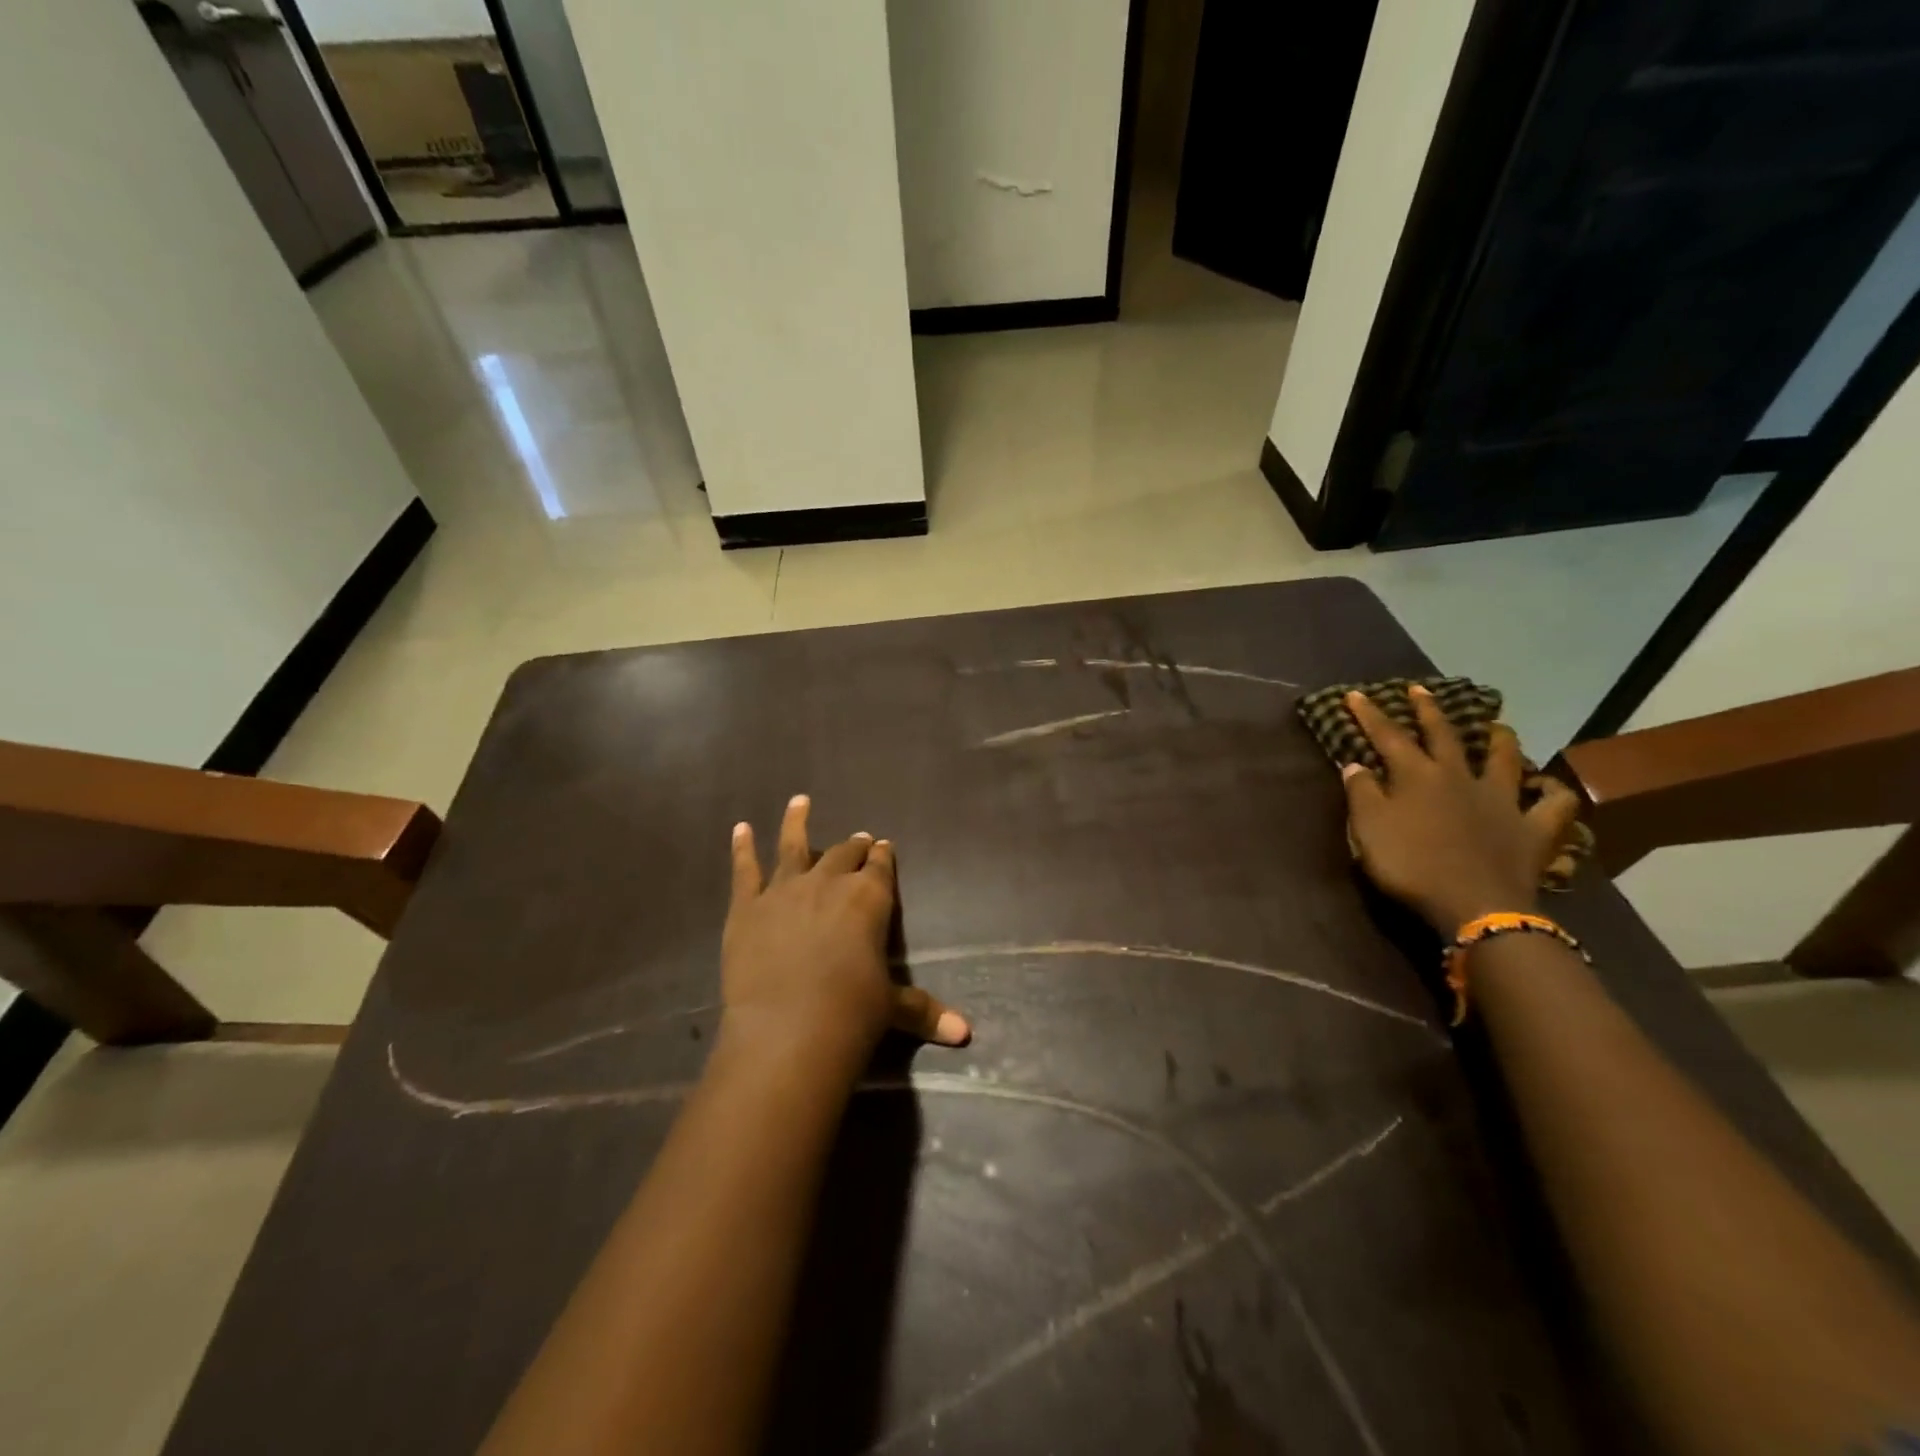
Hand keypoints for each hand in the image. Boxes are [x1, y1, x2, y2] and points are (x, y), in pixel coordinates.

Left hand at [721, 795, 969, 1065]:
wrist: (787, 1032)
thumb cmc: (852, 1015)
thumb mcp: (892, 1009)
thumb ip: (924, 1010)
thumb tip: (965, 1032)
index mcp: (869, 898)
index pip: (880, 867)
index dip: (882, 856)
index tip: (883, 846)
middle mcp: (829, 882)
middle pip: (843, 854)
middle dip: (853, 846)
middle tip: (858, 840)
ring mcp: (784, 890)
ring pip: (792, 846)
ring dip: (796, 822)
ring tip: (799, 801)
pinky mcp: (746, 907)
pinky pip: (744, 870)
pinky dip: (742, 848)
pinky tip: (740, 828)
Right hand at [1340, 687, 1581, 936]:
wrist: (1475, 906)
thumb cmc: (1411, 866)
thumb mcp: (1369, 830)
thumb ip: (1362, 794)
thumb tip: (1355, 764)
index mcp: (1417, 776)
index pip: (1388, 736)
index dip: (1370, 714)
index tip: (1355, 694)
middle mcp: (1460, 777)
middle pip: (1444, 736)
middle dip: (1428, 711)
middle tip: (1420, 690)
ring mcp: (1502, 801)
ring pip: (1505, 759)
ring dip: (1500, 739)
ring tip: (1498, 726)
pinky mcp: (1533, 829)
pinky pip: (1554, 806)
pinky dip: (1554, 793)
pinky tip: (1550, 787)